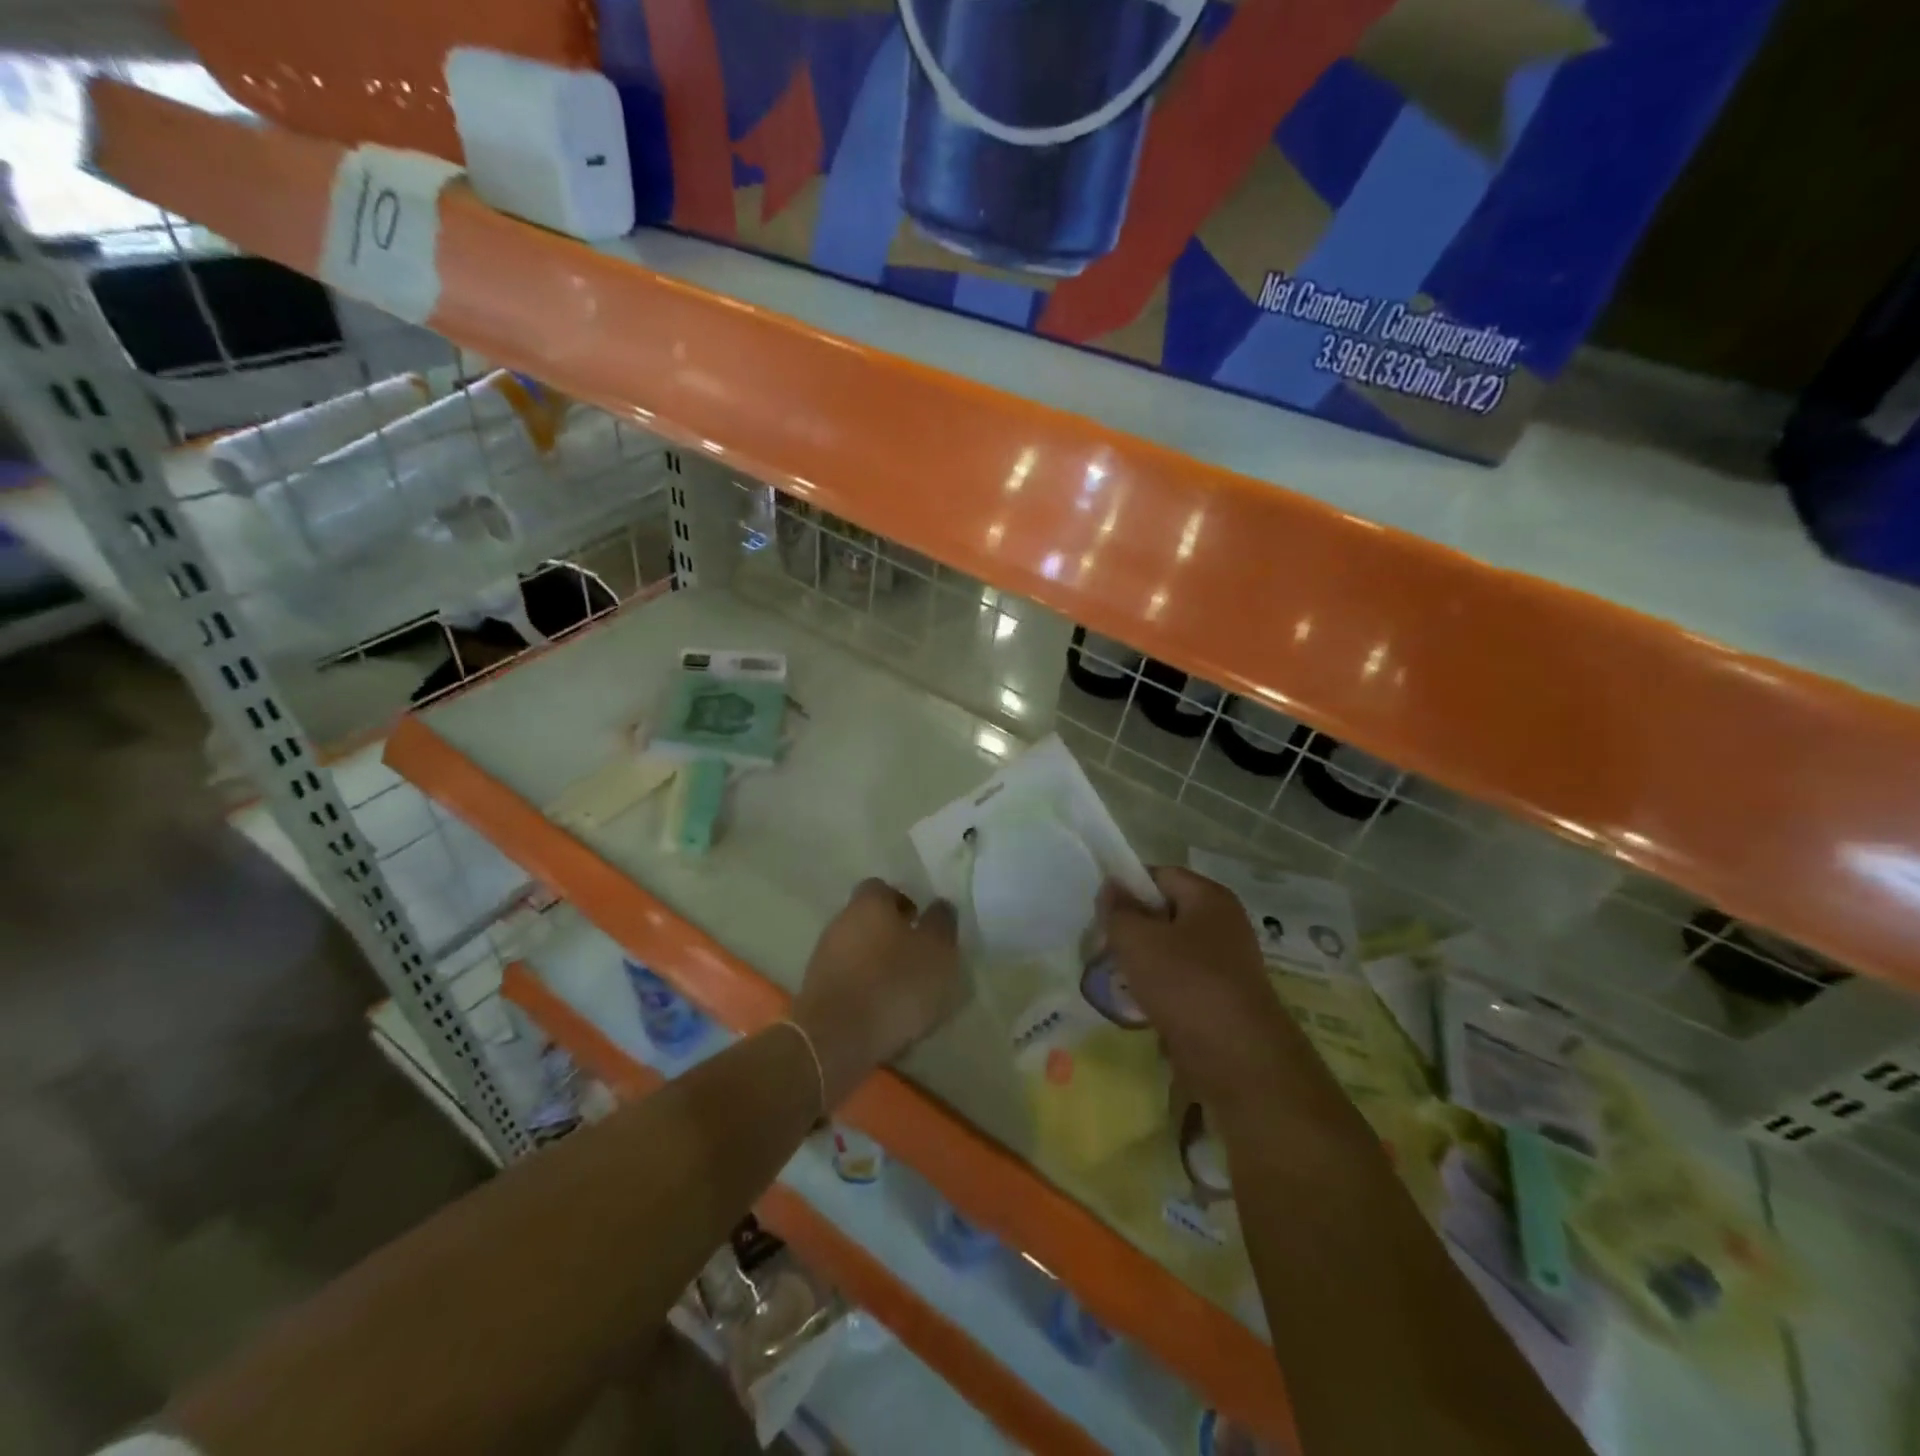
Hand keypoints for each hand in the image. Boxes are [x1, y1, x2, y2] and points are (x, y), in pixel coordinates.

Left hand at [790, 879, 961, 1107]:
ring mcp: (823, 956)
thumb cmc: (895, 984)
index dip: (904, 903)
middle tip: (916, 958)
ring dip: (876, 964)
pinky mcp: (815, 990)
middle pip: (868, 919)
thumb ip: (941, 924)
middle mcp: (841, 921)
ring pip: (857, 951)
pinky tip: (881, 1013)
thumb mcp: (937, 951)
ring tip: (902, 992)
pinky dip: (863, 990)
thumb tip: (939, 906)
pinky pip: (847, 980)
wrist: (836, 1038)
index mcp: (869, 902)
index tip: (921, 925)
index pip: (884, 888)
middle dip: (890, 935)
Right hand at [1102, 866, 1315, 1112]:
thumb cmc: (1186, 985)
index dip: (1127, 887)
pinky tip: (1139, 1005)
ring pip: (1171, 951)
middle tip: (1103, 946)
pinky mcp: (1223, 999)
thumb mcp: (1137, 940)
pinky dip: (1160, 990)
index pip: (1160, 875)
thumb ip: (1118, 910)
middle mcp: (1224, 924)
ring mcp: (1226, 964)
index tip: (1101, 912)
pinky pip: (1182, 982)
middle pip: (1166, 913)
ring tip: (1116, 978)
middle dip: (1133, 928)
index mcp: (1209, 898)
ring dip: (1143, 962)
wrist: (1239, 1060)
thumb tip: (1112, 887)